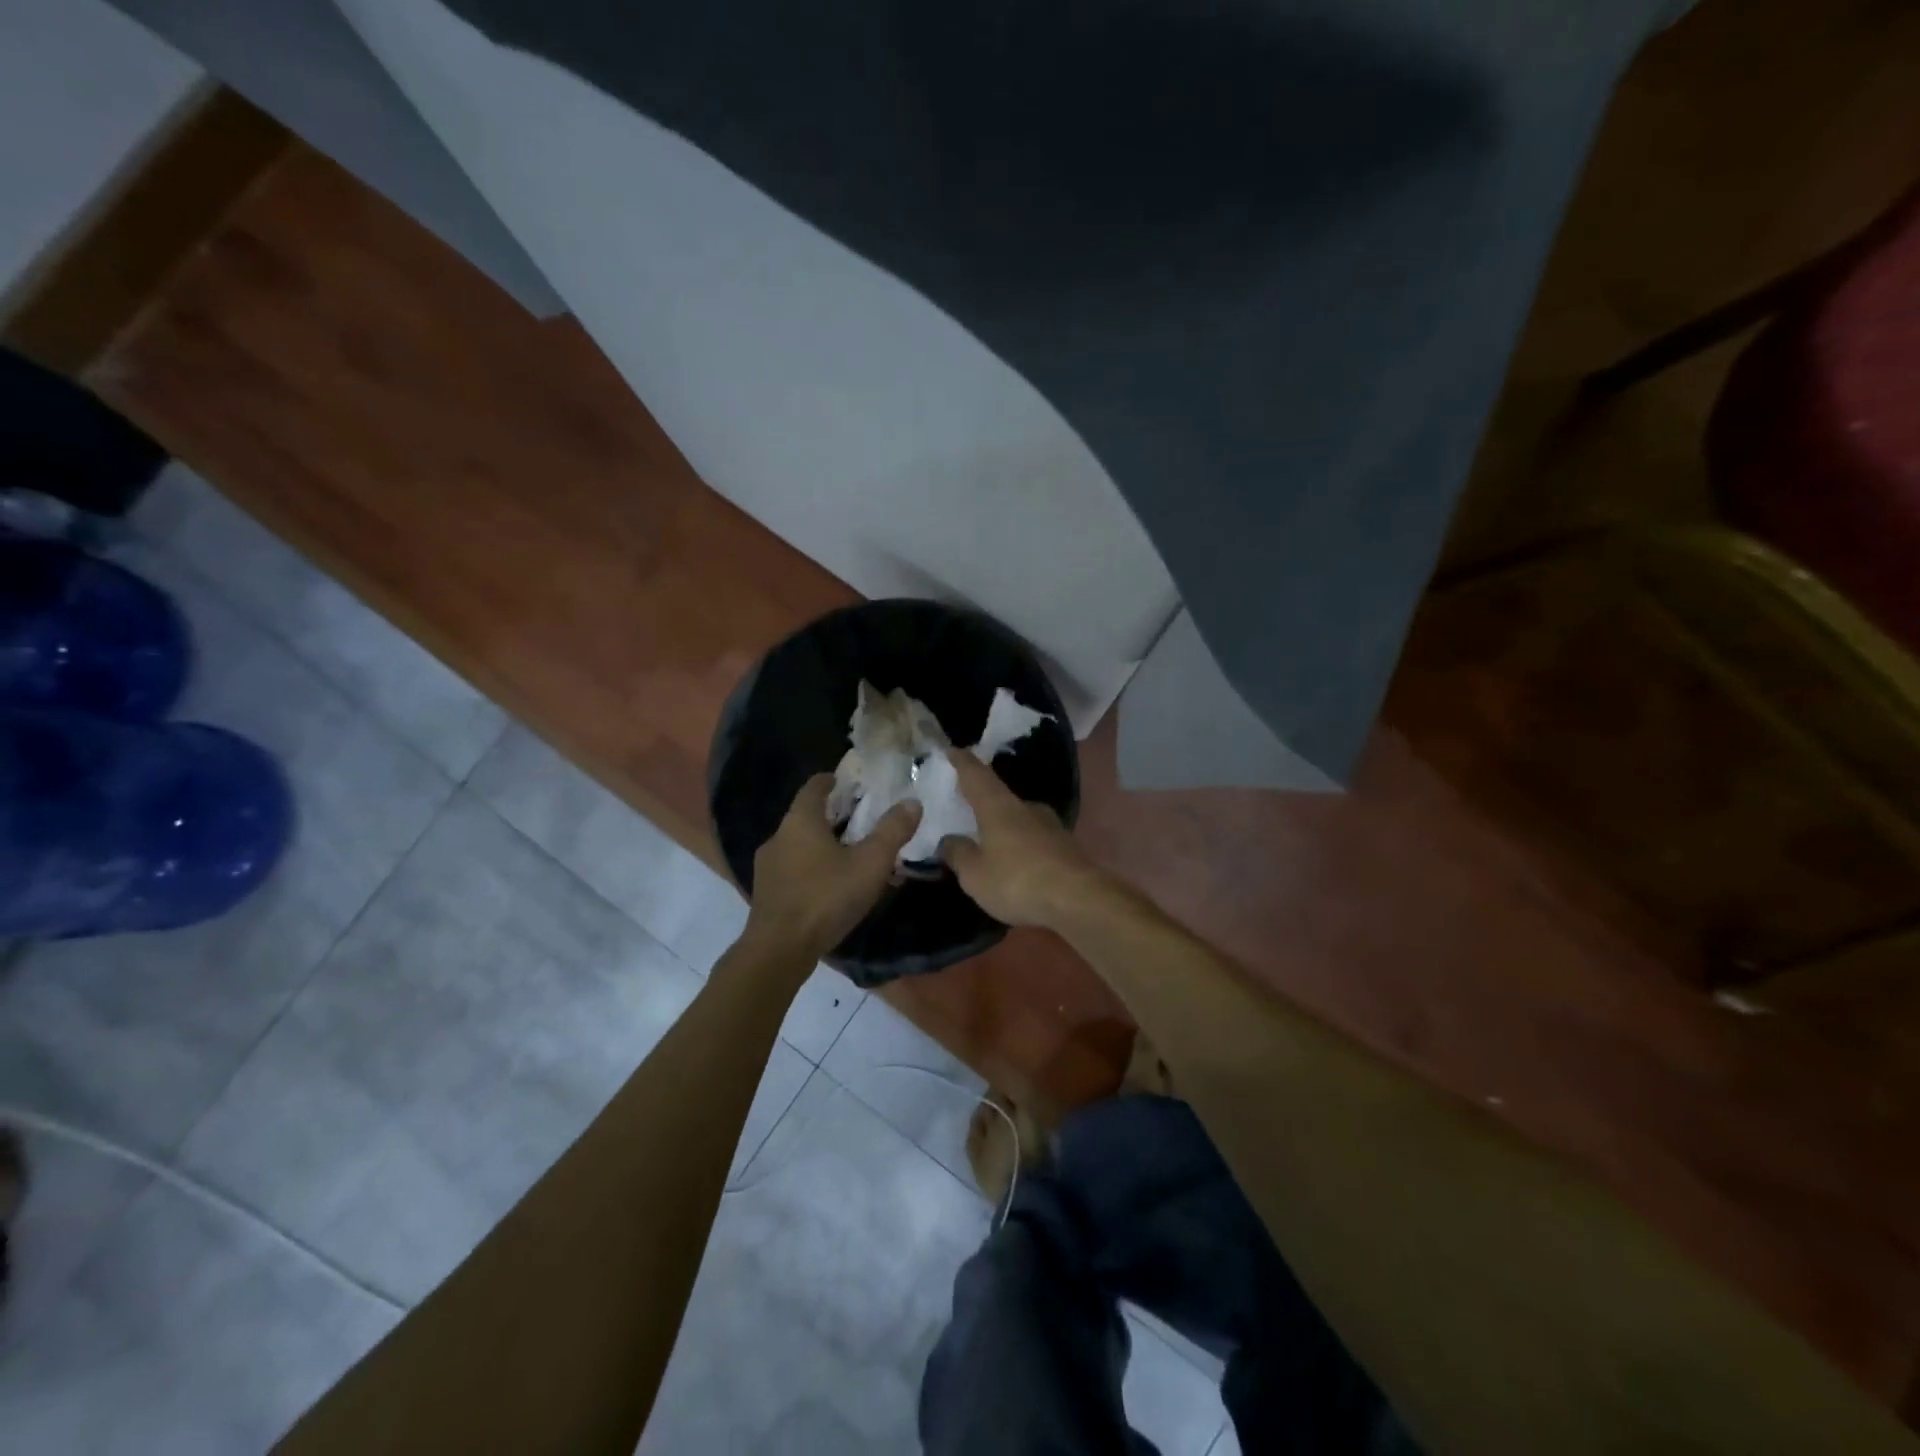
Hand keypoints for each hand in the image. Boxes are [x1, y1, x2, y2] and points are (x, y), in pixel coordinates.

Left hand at [745, 774, 921, 961]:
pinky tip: (830, 885)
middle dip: (832, 815)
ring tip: (850, 854)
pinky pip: (793, 869)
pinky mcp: (766, 893)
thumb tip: (912, 802)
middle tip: (861, 819)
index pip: (814, 787)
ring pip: (799, 844)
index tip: (849, 782)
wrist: (779, 950)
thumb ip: (892, 831)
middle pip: (806, 816)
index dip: (832, 781)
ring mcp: (768, 866)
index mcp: (800, 821)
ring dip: (822, 844)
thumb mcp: (870, 863)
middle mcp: (778, 837)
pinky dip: (812, 867)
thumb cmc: (826, 897)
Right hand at [938, 751, 1100, 927]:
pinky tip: (1013, 861)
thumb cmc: (1017, 881)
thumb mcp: (975, 874)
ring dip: (1002, 825)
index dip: (962, 763)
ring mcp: (1050, 826)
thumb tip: (949, 840)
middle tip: (965, 806)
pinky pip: (1033, 839)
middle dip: (982, 800)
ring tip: (987, 839)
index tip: (952, 751)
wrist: (1079, 900)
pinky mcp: (1066, 847)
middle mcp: (1025, 808)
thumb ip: (959, 854)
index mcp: (998, 806)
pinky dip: (1019, 845)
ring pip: (1018, 818)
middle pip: (999, 796)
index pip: (976, 775)